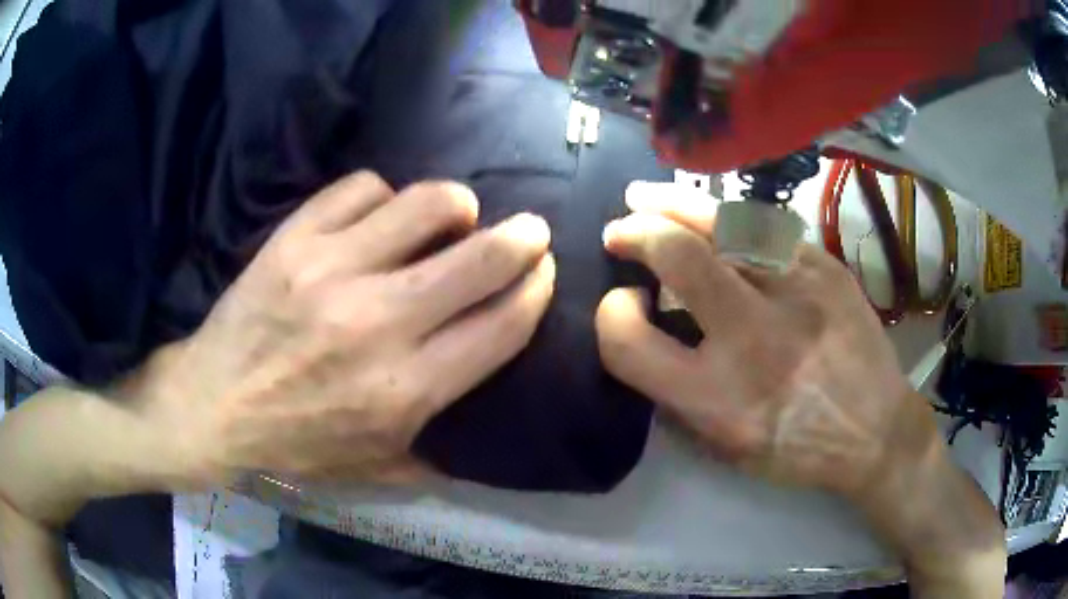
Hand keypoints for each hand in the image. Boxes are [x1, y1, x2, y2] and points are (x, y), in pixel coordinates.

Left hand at [135, 171, 554, 485]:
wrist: (213, 406)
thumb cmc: (297, 443)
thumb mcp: (379, 468)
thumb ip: (444, 447)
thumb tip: (492, 417)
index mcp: (406, 390)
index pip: (502, 325)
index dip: (535, 290)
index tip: (543, 272)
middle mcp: (378, 323)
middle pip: (480, 259)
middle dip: (523, 238)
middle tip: (530, 230)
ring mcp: (332, 271)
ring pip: (426, 204)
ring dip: (456, 206)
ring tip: (455, 216)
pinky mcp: (294, 240)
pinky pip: (362, 189)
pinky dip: (383, 197)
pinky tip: (379, 217)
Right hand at [597, 186, 1006, 596]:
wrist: (875, 431)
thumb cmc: (795, 448)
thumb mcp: (724, 445)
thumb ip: (676, 393)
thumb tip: (644, 328)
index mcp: (717, 399)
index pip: (629, 341)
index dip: (612, 316)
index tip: (626, 304)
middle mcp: (754, 340)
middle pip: (680, 259)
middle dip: (638, 234)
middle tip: (621, 230)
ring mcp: (798, 294)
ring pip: (724, 225)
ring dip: (674, 205)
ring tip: (647, 198)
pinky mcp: (826, 269)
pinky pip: (765, 228)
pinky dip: (728, 219)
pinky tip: (714, 219)